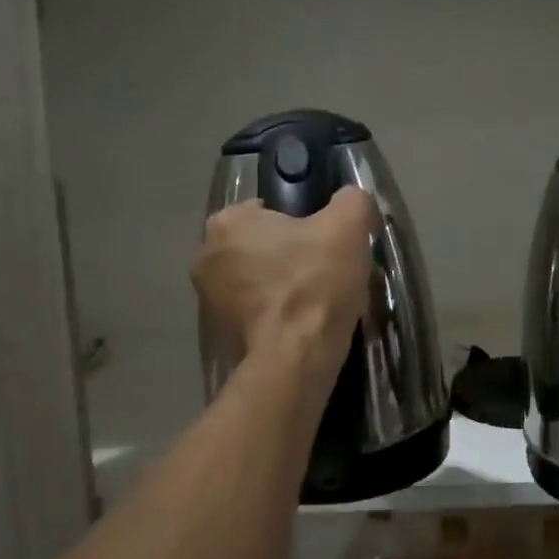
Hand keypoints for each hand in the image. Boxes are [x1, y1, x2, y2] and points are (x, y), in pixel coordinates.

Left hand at [194, 187, 376, 377]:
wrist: (295, 358)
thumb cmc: (315, 283)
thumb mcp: (348, 227)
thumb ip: (352, 201)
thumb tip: (352, 200)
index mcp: (227, 222)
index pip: (266, 210)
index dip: (300, 223)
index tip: (324, 243)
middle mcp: (205, 256)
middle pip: (259, 246)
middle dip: (286, 256)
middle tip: (324, 272)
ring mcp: (207, 300)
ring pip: (255, 281)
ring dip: (279, 287)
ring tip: (316, 303)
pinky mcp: (218, 335)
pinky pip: (253, 314)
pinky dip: (273, 317)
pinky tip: (301, 326)